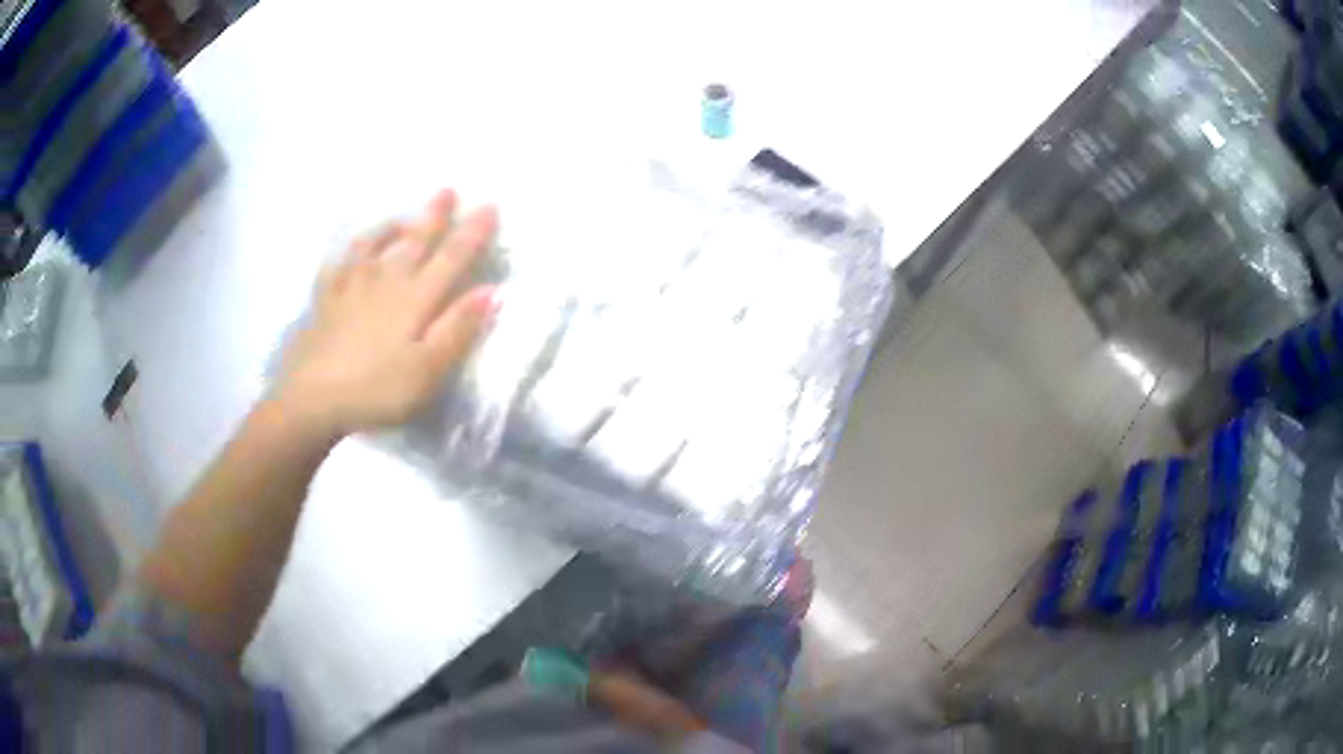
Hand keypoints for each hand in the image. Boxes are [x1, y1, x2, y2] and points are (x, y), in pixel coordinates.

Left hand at [275, 190, 497, 437]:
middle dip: (433, 216)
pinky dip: (345, 256)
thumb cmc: (376, 390)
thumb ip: (457, 329)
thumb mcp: (427, 370)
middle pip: (414, 242)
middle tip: (447, 190)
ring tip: (399, 218)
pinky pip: (336, 268)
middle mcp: (384, 283)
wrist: (313, 399)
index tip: (490, 207)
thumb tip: (490, 290)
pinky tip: (347, 255)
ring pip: (372, 247)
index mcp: (414, 299)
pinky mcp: (324, 303)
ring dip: (389, 229)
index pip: (451, 258)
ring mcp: (350, 289)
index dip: (472, 233)